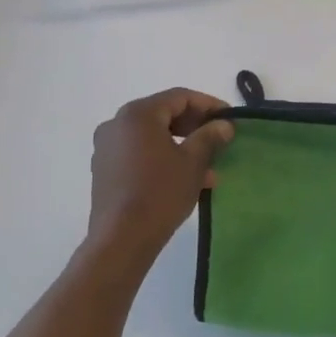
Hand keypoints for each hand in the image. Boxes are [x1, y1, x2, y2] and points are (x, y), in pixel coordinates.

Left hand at [83, 88, 234, 268]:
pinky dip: (163, 158)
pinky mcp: (105, 170)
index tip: (230, 118)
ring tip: (208, 167)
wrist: (121, 239)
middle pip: (164, 114)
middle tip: (219, 140)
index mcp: (138, 114)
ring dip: (181, 145)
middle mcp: (117, 124)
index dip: (209, 105)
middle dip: (195, 126)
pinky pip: (139, 153)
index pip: (180, 97)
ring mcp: (107, 148)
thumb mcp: (193, 162)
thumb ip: (210, 136)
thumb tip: (224, 124)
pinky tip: (184, 178)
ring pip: (152, 136)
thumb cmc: (160, 193)